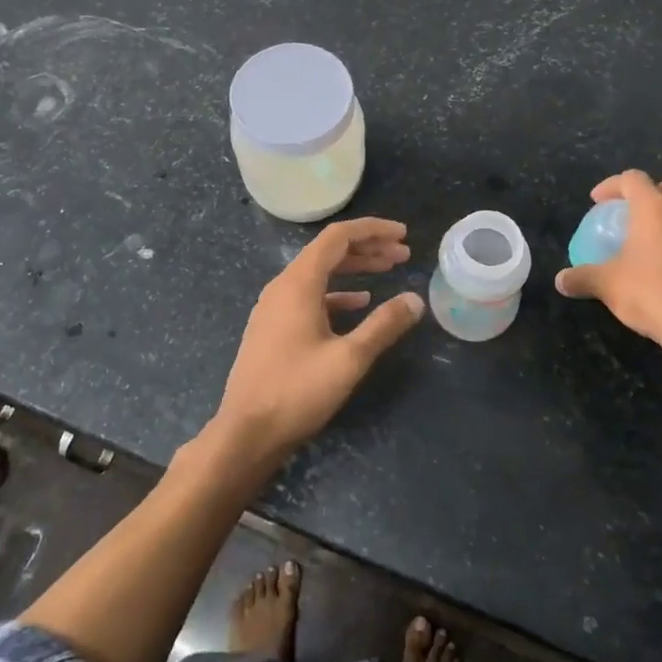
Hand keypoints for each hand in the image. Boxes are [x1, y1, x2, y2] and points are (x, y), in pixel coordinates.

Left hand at [212, 217, 424, 460]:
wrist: (246, 432)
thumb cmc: (297, 390)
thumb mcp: (349, 358)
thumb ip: (384, 325)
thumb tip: (415, 300)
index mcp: (298, 283)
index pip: (338, 236)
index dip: (373, 230)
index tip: (404, 234)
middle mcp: (283, 286)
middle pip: (329, 252)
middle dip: (368, 248)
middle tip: (403, 254)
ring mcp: (274, 307)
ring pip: (319, 274)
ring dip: (354, 269)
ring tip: (388, 270)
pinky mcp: (273, 327)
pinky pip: (309, 296)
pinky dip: (337, 293)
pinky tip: (359, 304)